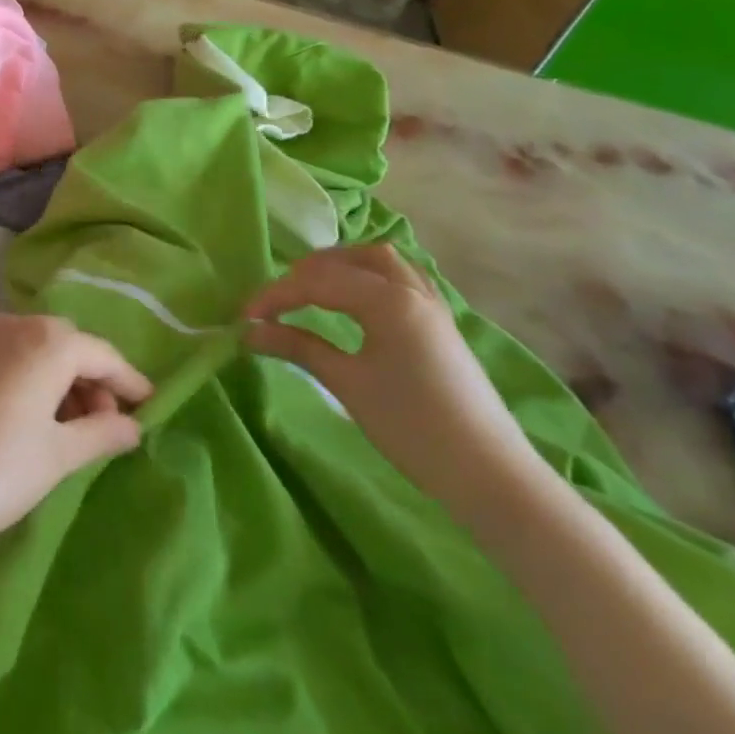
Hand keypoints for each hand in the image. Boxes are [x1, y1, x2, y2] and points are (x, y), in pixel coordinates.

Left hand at [0, 314, 152, 570]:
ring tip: (67, 427)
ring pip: (32, 348)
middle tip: (104, 424)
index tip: (149, 405)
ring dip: (57, 378)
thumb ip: (102, 433)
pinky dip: (25, 376)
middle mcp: (12, 324)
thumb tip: (134, 426)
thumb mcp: (59, 455)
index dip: (128, 380)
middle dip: (90, 379)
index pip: (101, 354)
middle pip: (66, 344)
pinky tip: (25, 415)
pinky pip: (3, 355)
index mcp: (47, 341)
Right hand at [246, 244, 545, 518]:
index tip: (244, 317)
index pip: (318, 282)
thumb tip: (249, 332)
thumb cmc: (412, 427)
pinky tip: (355, 300)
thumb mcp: (347, 384)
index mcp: (388, 301)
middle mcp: (412, 290)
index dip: (275, 296)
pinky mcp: (440, 324)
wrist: (490, 475)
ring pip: (381, 262)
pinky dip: (369, 277)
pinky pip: (400, 279)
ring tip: (310, 290)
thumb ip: (297, 347)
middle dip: (307, 272)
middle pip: (351, 259)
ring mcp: (431, 305)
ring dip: (341, 267)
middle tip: (277, 300)